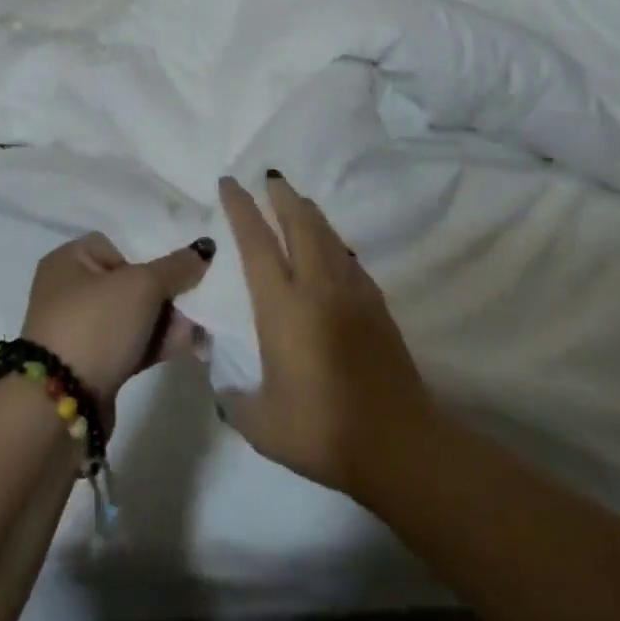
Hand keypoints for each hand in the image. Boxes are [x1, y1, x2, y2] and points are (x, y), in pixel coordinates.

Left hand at [20, 231, 214, 405]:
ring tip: (199, 330)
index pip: (117, 245)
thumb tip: (204, 247)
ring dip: (166, 322)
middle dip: (166, 294)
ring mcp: (79, 331)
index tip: (176, 271)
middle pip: (129, 282)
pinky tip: (189, 346)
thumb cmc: (96, 325)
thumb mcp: (141, 286)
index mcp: (69, 260)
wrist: (60, 407)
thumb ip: (176, 267)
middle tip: (195, 303)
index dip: (149, 255)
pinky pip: (131, 345)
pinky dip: (156, 344)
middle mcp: (69, 291)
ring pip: (133, 317)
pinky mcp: (92, 366)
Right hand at [218, 173, 436, 496]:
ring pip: (327, 235)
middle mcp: (316, 286)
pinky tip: (331, 248)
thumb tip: (221, 383)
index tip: (230, 182)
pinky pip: (348, 257)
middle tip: (270, 177)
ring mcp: (351, 291)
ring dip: (309, 212)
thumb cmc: (322, 431)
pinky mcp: (376, 304)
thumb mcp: (262, 424)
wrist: (398, 443)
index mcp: (282, 306)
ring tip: (298, 201)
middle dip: (282, 195)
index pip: (256, 242)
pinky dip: (332, 242)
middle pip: (299, 222)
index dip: (241, 208)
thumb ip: (235, 399)